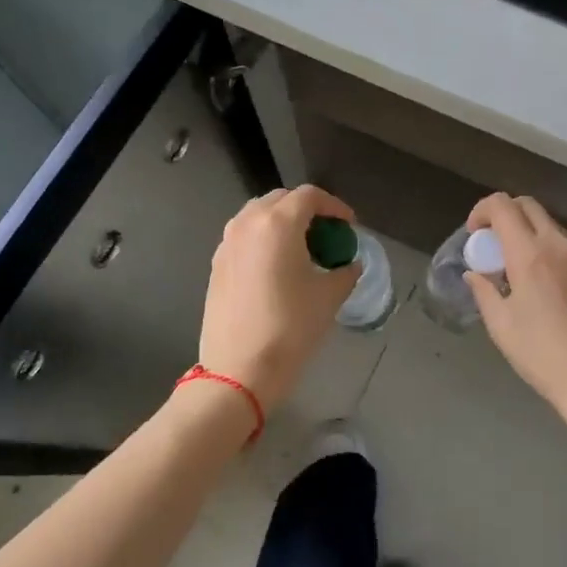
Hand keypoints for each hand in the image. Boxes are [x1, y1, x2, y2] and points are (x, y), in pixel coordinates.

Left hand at [198, 185, 359, 410]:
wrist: (239, 370)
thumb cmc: (290, 328)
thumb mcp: (328, 297)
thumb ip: (345, 272)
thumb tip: (349, 264)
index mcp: (278, 224)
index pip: (310, 196)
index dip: (334, 206)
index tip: (349, 225)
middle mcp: (247, 224)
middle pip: (281, 200)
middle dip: (307, 210)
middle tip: (327, 234)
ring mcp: (227, 243)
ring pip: (258, 216)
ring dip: (283, 223)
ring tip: (303, 248)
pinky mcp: (216, 265)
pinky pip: (244, 237)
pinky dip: (264, 240)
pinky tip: (278, 267)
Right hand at [464, 193, 566, 441]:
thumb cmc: (542, 354)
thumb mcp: (501, 325)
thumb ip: (484, 291)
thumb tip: (475, 274)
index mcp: (530, 254)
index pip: (503, 206)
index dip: (481, 210)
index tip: (472, 234)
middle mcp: (557, 244)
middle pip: (528, 205)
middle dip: (503, 213)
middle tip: (489, 243)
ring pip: (548, 223)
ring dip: (524, 230)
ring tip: (510, 265)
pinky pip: (562, 243)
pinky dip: (542, 246)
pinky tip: (535, 280)